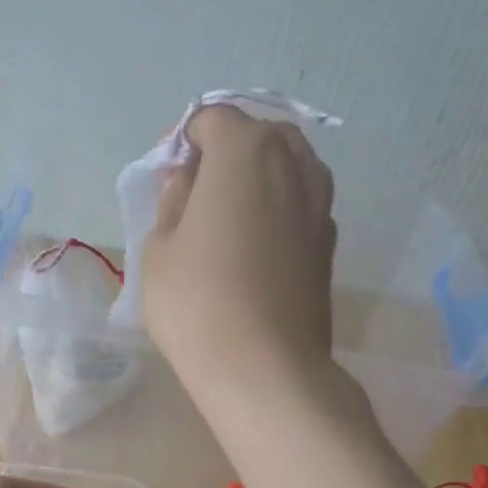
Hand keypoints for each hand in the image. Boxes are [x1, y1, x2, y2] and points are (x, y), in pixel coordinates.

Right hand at [140, 104, 337, 403]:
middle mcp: (294, 163)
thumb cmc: (197, 302)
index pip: (212, 118)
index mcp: (246, 149)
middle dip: (226, 154)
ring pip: (287, 169)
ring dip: (257, 181)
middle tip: (198, 197)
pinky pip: (300, 207)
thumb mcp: (158, 248)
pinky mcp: (329, 244)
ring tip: (228, 224)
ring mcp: (320, 204)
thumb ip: (172, 200)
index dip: (185, 141)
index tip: (169, 178)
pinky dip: (279, 212)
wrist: (265, 369)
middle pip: (258, 136)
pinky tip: (256, 252)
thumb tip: (187, 180)